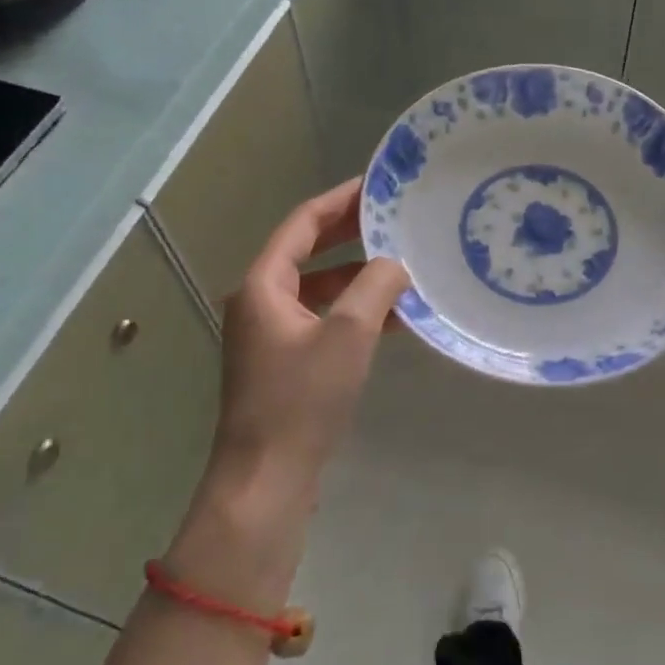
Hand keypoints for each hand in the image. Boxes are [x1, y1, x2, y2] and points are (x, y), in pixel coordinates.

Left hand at [206, 179, 408, 503]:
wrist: (266, 480)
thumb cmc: (302, 399)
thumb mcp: (348, 335)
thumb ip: (375, 287)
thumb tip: (396, 263)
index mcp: (263, 285)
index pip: (302, 224)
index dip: (339, 200)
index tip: (376, 185)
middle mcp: (260, 302)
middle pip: (308, 252)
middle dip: (351, 234)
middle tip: (395, 218)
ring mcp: (270, 335)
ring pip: (319, 289)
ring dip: (358, 277)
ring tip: (404, 266)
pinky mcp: (285, 363)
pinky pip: (323, 320)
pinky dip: (354, 313)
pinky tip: (395, 318)